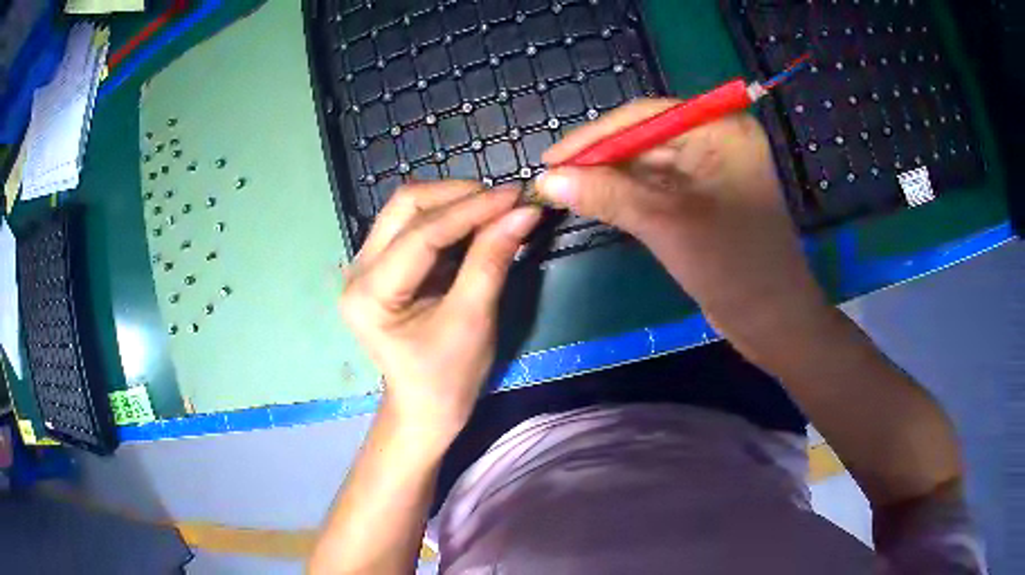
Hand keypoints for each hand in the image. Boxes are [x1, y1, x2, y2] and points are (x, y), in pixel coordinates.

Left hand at [339, 181, 540, 449]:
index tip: (516, 196)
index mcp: (370, 294)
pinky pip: (415, 225)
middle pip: (405, 205)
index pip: (422, 233)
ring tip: (497, 208)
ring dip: (455, 202)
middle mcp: (358, 270)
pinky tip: (479, 222)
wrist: (424, 409)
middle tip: (505, 200)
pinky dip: (450, 218)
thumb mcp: (472, 321)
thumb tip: (523, 212)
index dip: (472, 209)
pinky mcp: (383, 265)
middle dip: (459, 195)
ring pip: (409, 209)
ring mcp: (366, 264)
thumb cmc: (446, 379)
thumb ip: (492, 260)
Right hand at [536, 99, 827, 341]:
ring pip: (649, 163)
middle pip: (646, 137)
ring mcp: (713, 169)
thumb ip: (607, 195)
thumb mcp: (667, 224)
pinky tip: (598, 201)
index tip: (551, 159)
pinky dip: (629, 195)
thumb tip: (547, 180)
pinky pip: (660, 186)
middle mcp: (717, 140)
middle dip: (601, 159)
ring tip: (566, 191)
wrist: (772, 321)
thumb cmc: (733, 266)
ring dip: (611, 178)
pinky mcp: (706, 197)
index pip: (646, 116)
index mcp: (721, 129)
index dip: (594, 137)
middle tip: (553, 178)